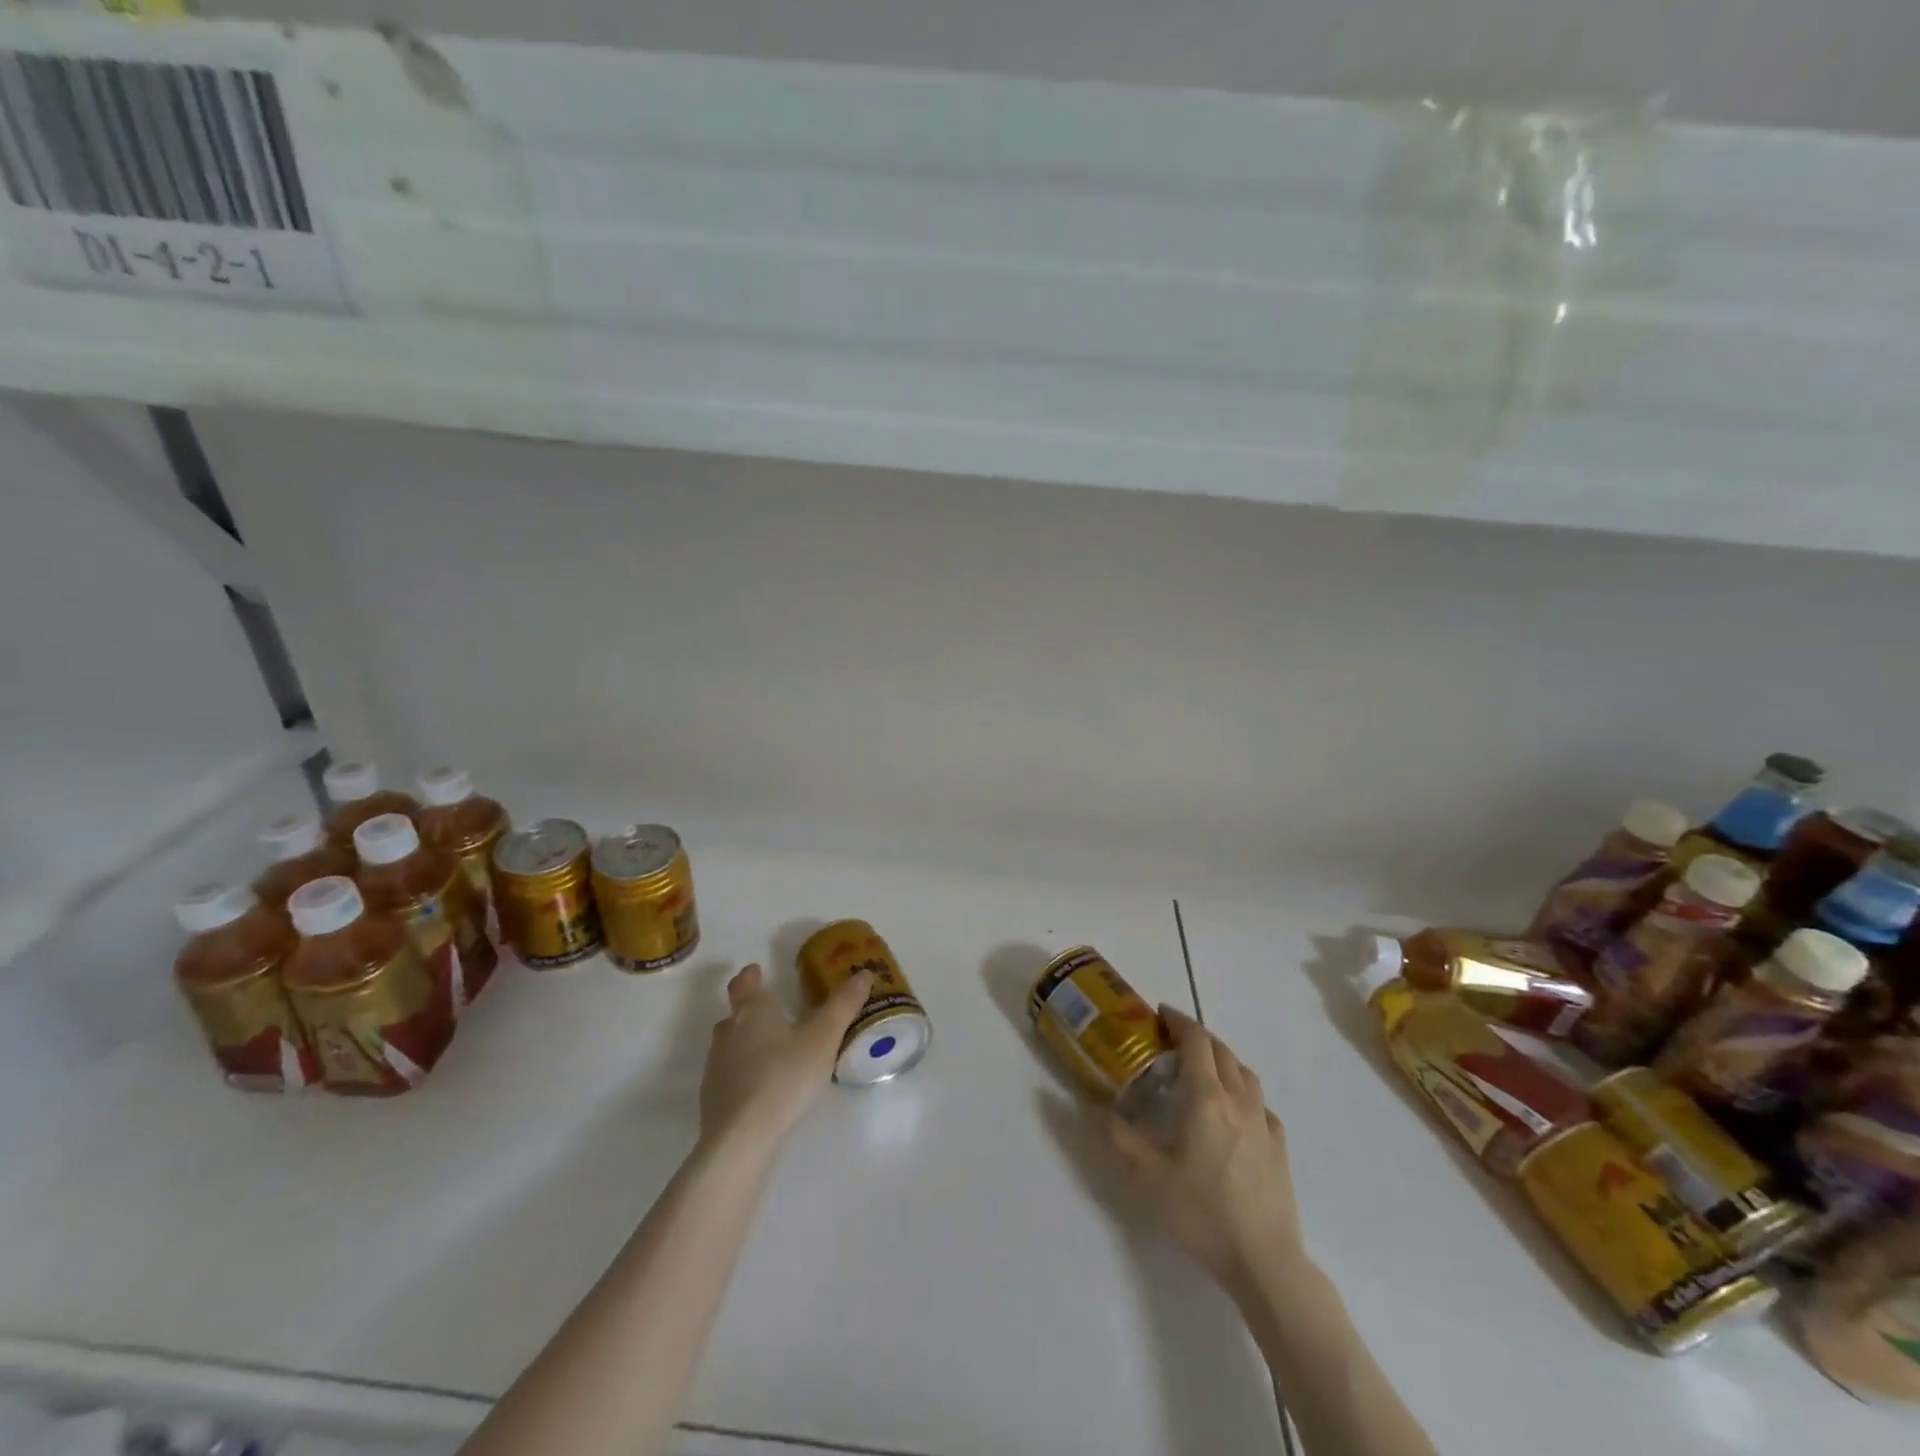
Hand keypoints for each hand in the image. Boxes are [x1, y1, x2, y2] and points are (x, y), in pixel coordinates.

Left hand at [699, 963, 871, 1149]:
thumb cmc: (784, 1077)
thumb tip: (863, 973)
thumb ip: (843, 1005)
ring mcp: (716, 1067)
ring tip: (771, 1051)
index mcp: (753, 1012)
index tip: (756, 970)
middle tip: (775, 1013)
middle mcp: (728, 1033)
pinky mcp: (712, 1098)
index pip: (744, 984)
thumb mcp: (823, 1038)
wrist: (741, 1139)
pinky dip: (742, 1073)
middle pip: (735, 1014)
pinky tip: (761, 1088)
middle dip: (751, 1010)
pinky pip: (728, 1075)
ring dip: (746, 1042)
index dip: (750, 975)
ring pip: (730, 1045)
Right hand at [1106, 1007, 1304, 1285]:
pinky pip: (1261, 1103)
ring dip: (1223, 1060)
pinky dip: (1243, 1092)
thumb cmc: (1203, 1213)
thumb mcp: (1149, 1177)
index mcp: (1207, 1098)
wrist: (1265, 1261)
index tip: (1160, 1014)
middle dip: (1198, 1037)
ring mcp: (1264, 1123)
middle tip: (1173, 1041)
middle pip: (1222, 1051)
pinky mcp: (1280, 1147)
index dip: (1178, 1021)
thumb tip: (1094, 1108)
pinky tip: (1235, 1113)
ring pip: (1245, 1073)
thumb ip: (1120, 1138)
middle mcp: (1239, 1100)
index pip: (1196, 1041)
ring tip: (1203, 1071)